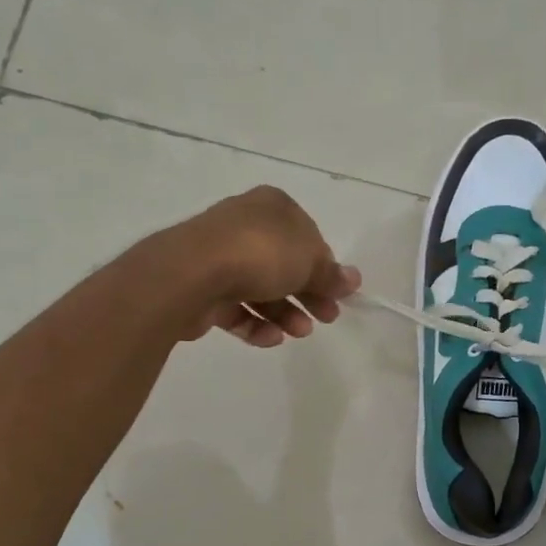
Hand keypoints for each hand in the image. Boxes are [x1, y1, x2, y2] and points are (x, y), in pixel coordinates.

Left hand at [156, 186, 361, 346]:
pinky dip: (256, 324)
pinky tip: (271, 337)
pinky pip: (236, 309)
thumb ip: (331, 274)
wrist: (192, 272)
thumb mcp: (309, 261)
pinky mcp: (202, 289)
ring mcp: (219, 257)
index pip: (306, 237)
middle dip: (309, 294)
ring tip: (300, 332)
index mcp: (271, 208)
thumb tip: (353, 279)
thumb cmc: (261, 253)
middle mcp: (244, 227)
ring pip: (261, 289)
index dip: (324, 266)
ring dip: (286, 313)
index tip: (337, 292)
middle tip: (328, 318)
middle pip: (285, 265)